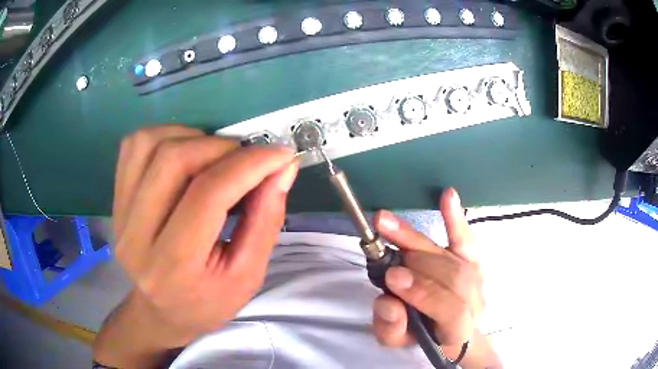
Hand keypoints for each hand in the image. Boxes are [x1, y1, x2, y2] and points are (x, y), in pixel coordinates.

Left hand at [113, 124, 297, 344]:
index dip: (249, 165)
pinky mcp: (115, 199)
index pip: (208, 195)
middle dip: (221, 147)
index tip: (280, 155)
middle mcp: (136, 236)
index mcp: (173, 265)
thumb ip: (266, 220)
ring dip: (192, 137)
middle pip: (174, 160)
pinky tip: (184, 152)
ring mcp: (119, 214)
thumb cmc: (207, 302)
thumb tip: (282, 168)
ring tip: (214, 156)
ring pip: (150, 144)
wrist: (161, 311)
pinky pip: (134, 145)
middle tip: (246, 158)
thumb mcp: (247, 276)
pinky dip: (165, 135)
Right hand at [371, 188, 483, 358]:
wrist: (451, 331)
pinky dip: (455, 218)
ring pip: (455, 256)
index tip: (394, 277)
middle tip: (383, 247)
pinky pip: (465, 238)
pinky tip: (447, 195)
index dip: (425, 293)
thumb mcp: (398, 343)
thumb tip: (388, 303)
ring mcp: (476, 277)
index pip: (451, 311)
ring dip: (418, 239)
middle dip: (417, 262)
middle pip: (454, 276)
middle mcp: (475, 300)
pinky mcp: (472, 260)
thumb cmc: (423, 337)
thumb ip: (391, 328)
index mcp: (459, 329)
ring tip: (387, 224)